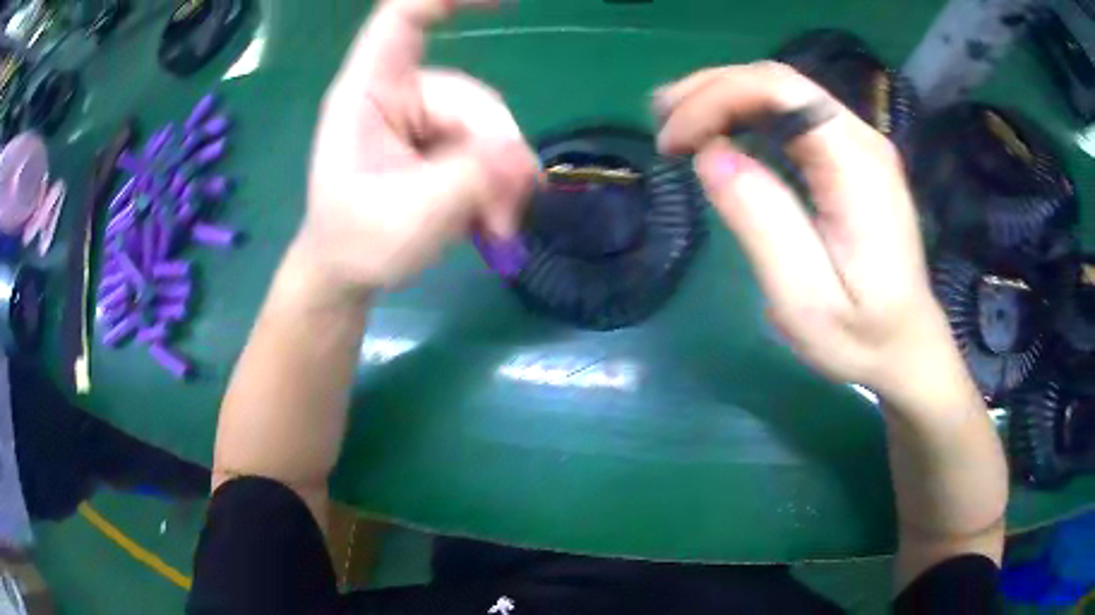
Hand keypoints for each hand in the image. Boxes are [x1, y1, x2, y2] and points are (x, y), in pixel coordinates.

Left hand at [294, 0, 538, 299]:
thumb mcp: (413, 216)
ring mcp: (419, 118)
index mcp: (367, 92)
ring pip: (486, 129)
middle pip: (470, 98)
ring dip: (501, 180)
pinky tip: (492, 219)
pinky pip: (484, 148)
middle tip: (504, 215)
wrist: (345, 273)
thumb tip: (524, 159)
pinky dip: (496, 183)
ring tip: (496, 228)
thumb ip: (472, 179)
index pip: (403, 18)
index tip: (505, 2)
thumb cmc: (357, 242)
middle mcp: (397, 94)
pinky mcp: (436, 142)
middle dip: (497, 156)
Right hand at [655, 62, 975, 408]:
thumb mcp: (806, 300)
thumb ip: (763, 223)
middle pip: (778, 81)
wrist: (907, 345)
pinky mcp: (851, 158)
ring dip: (723, 98)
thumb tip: (710, 155)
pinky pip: (792, 117)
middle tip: (659, 118)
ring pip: (782, 93)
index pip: (780, 91)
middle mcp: (861, 139)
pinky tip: (719, 132)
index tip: (672, 141)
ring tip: (675, 121)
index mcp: (857, 165)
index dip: (715, 98)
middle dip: (711, 89)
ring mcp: (859, 145)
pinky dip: (746, 116)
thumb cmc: (861, 336)